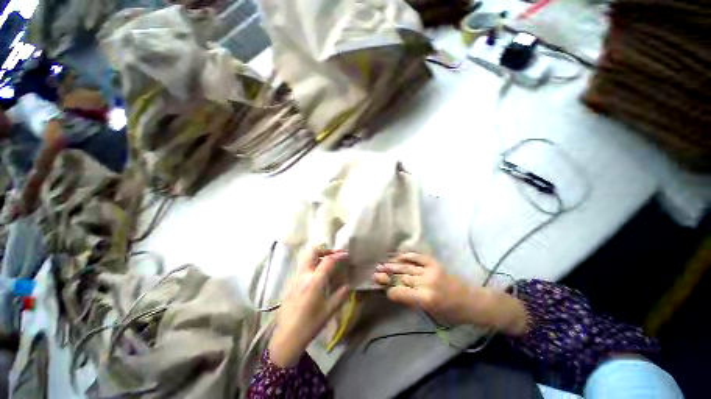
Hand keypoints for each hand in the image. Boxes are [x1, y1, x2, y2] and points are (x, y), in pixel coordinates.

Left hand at [268, 248, 349, 366]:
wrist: (287, 336)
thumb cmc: (310, 324)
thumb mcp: (329, 310)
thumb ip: (341, 295)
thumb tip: (348, 285)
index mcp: (314, 281)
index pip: (328, 260)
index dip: (339, 255)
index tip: (347, 255)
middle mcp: (304, 275)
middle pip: (313, 252)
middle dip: (326, 250)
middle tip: (335, 255)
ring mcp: (295, 277)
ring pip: (307, 257)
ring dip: (319, 256)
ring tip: (328, 263)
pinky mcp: (291, 282)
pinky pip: (303, 266)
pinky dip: (313, 263)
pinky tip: (318, 274)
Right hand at [373, 253, 527, 334]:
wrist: (473, 301)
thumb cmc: (452, 313)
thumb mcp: (431, 313)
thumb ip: (412, 301)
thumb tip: (396, 291)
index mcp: (426, 298)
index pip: (400, 292)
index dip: (390, 290)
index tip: (384, 289)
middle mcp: (426, 282)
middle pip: (402, 277)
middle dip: (387, 275)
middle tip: (375, 272)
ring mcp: (430, 270)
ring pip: (406, 266)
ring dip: (392, 264)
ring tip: (381, 263)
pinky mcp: (435, 263)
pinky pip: (417, 257)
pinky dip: (407, 255)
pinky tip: (398, 255)